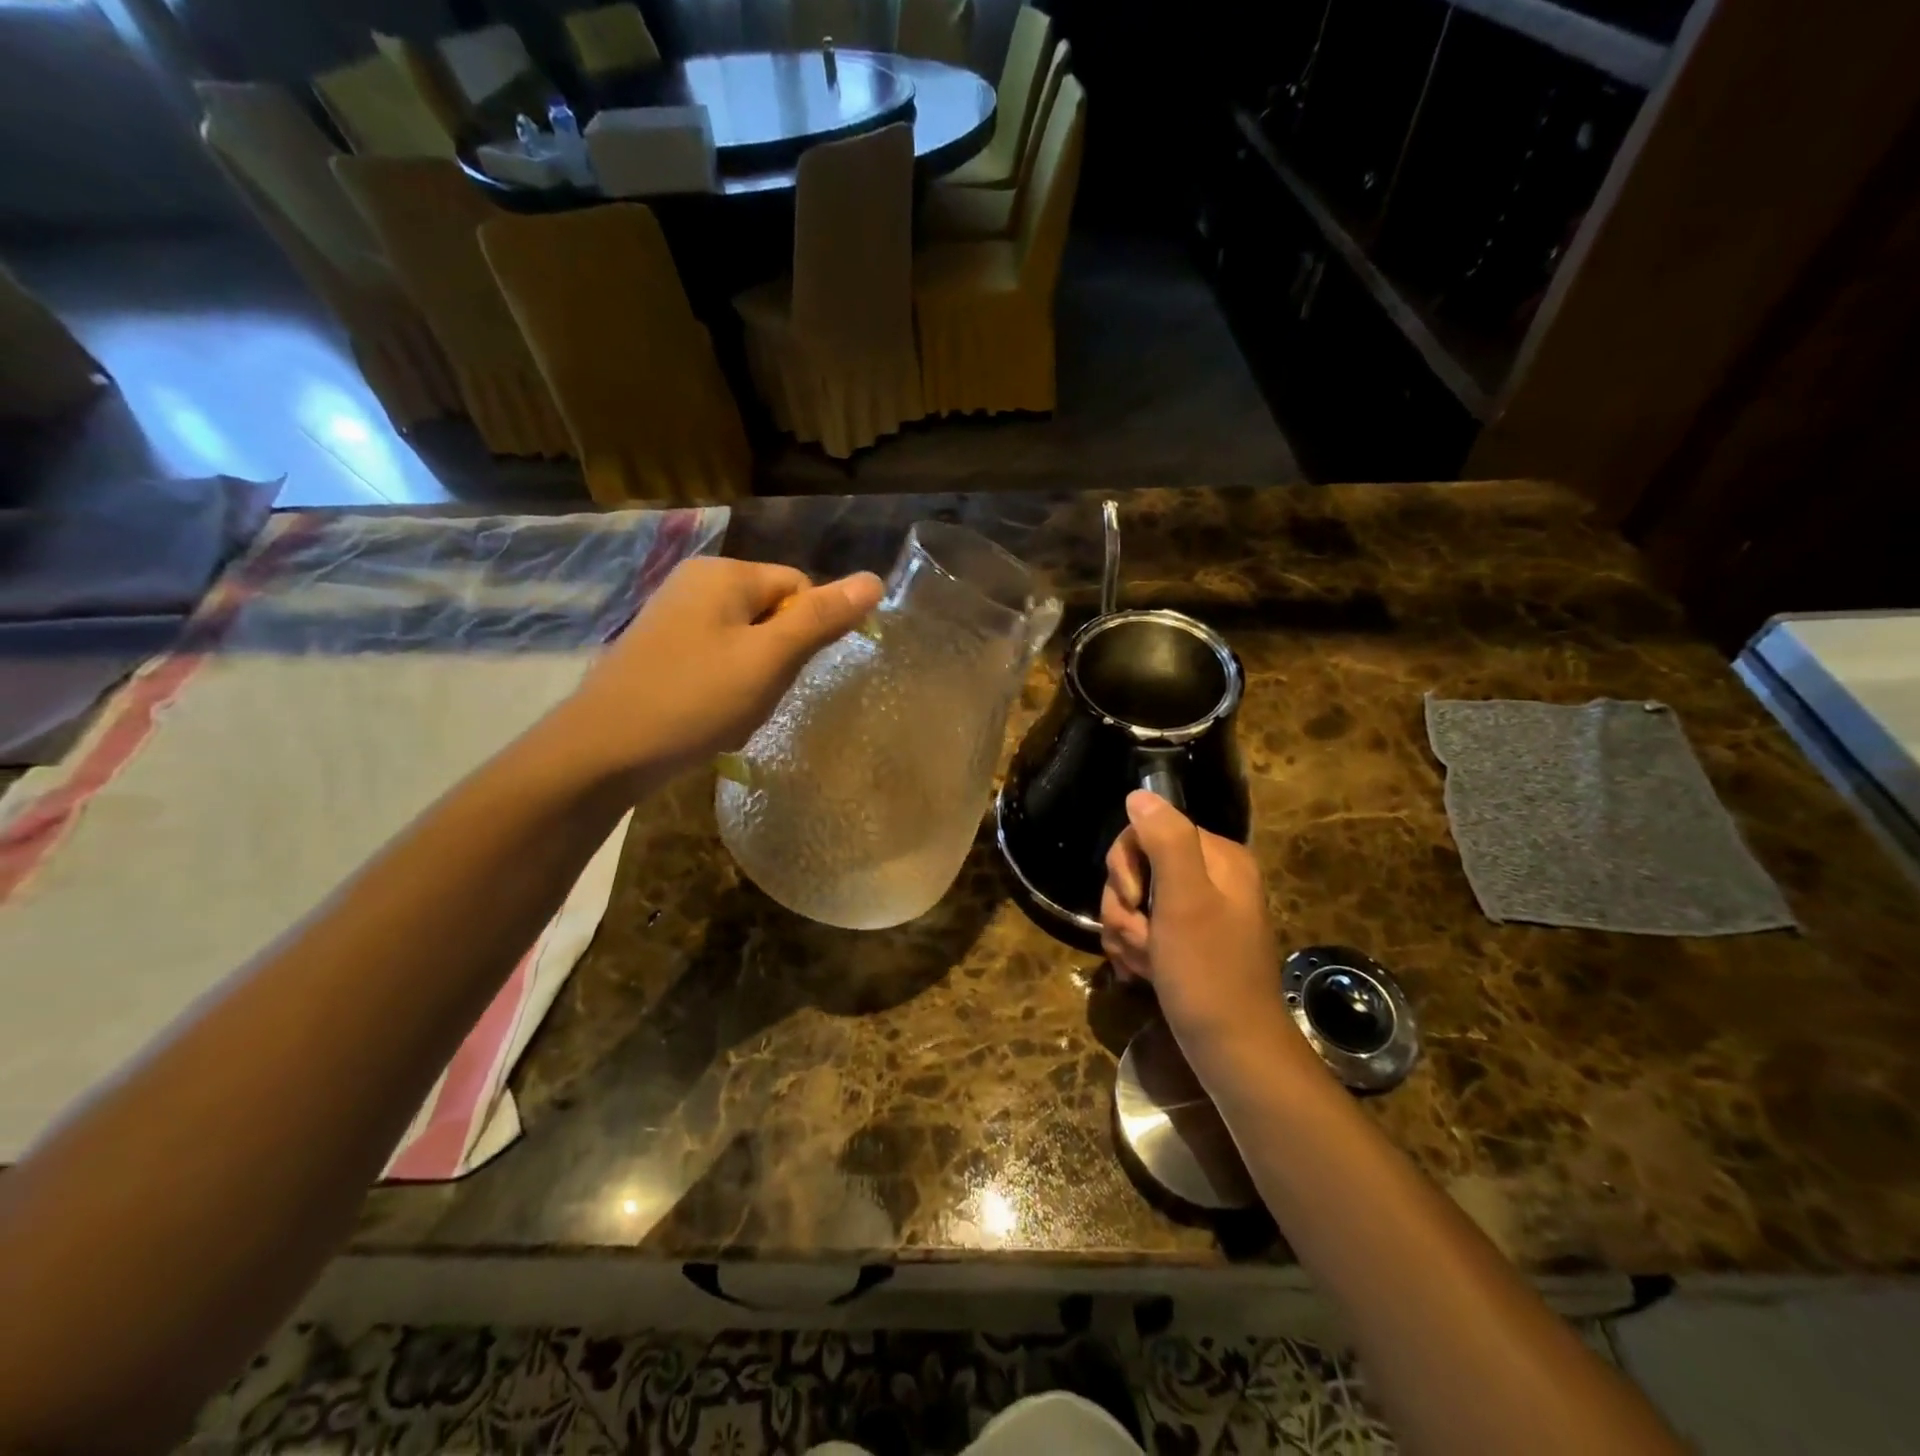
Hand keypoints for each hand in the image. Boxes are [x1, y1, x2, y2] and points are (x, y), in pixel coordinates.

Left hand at [561, 556, 882, 783]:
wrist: (604, 750)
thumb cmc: (695, 698)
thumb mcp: (768, 659)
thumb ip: (822, 618)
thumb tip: (874, 580)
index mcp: (724, 574)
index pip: (799, 587)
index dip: (807, 632)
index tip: (787, 673)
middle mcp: (696, 583)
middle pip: (772, 613)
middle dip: (778, 658)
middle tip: (758, 696)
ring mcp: (673, 616)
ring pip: (746, 642)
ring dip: (754, 678)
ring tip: (733, 711)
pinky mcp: (661, 649)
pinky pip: (717, 659)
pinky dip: (725, 687)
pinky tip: (711, 716)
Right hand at [1102, 791, 1299, 1074]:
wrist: (1233, 1053)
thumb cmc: (1208, 974)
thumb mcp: (1185, 901)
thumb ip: (1165, 841)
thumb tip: (1140, 794)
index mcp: (1218, 858)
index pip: (1148, 830)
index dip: (1126, 864)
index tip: (1134, 899)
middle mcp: (1210, 878)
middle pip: (1136, 867)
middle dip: (1125, 906)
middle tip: (1141, 939)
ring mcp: (1196, 912)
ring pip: (1133, 902)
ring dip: (1126, 933)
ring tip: (1144, 963)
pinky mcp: (1184, 942)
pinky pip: (1142, 929)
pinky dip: (1134, 950)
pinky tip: (1142, 974)